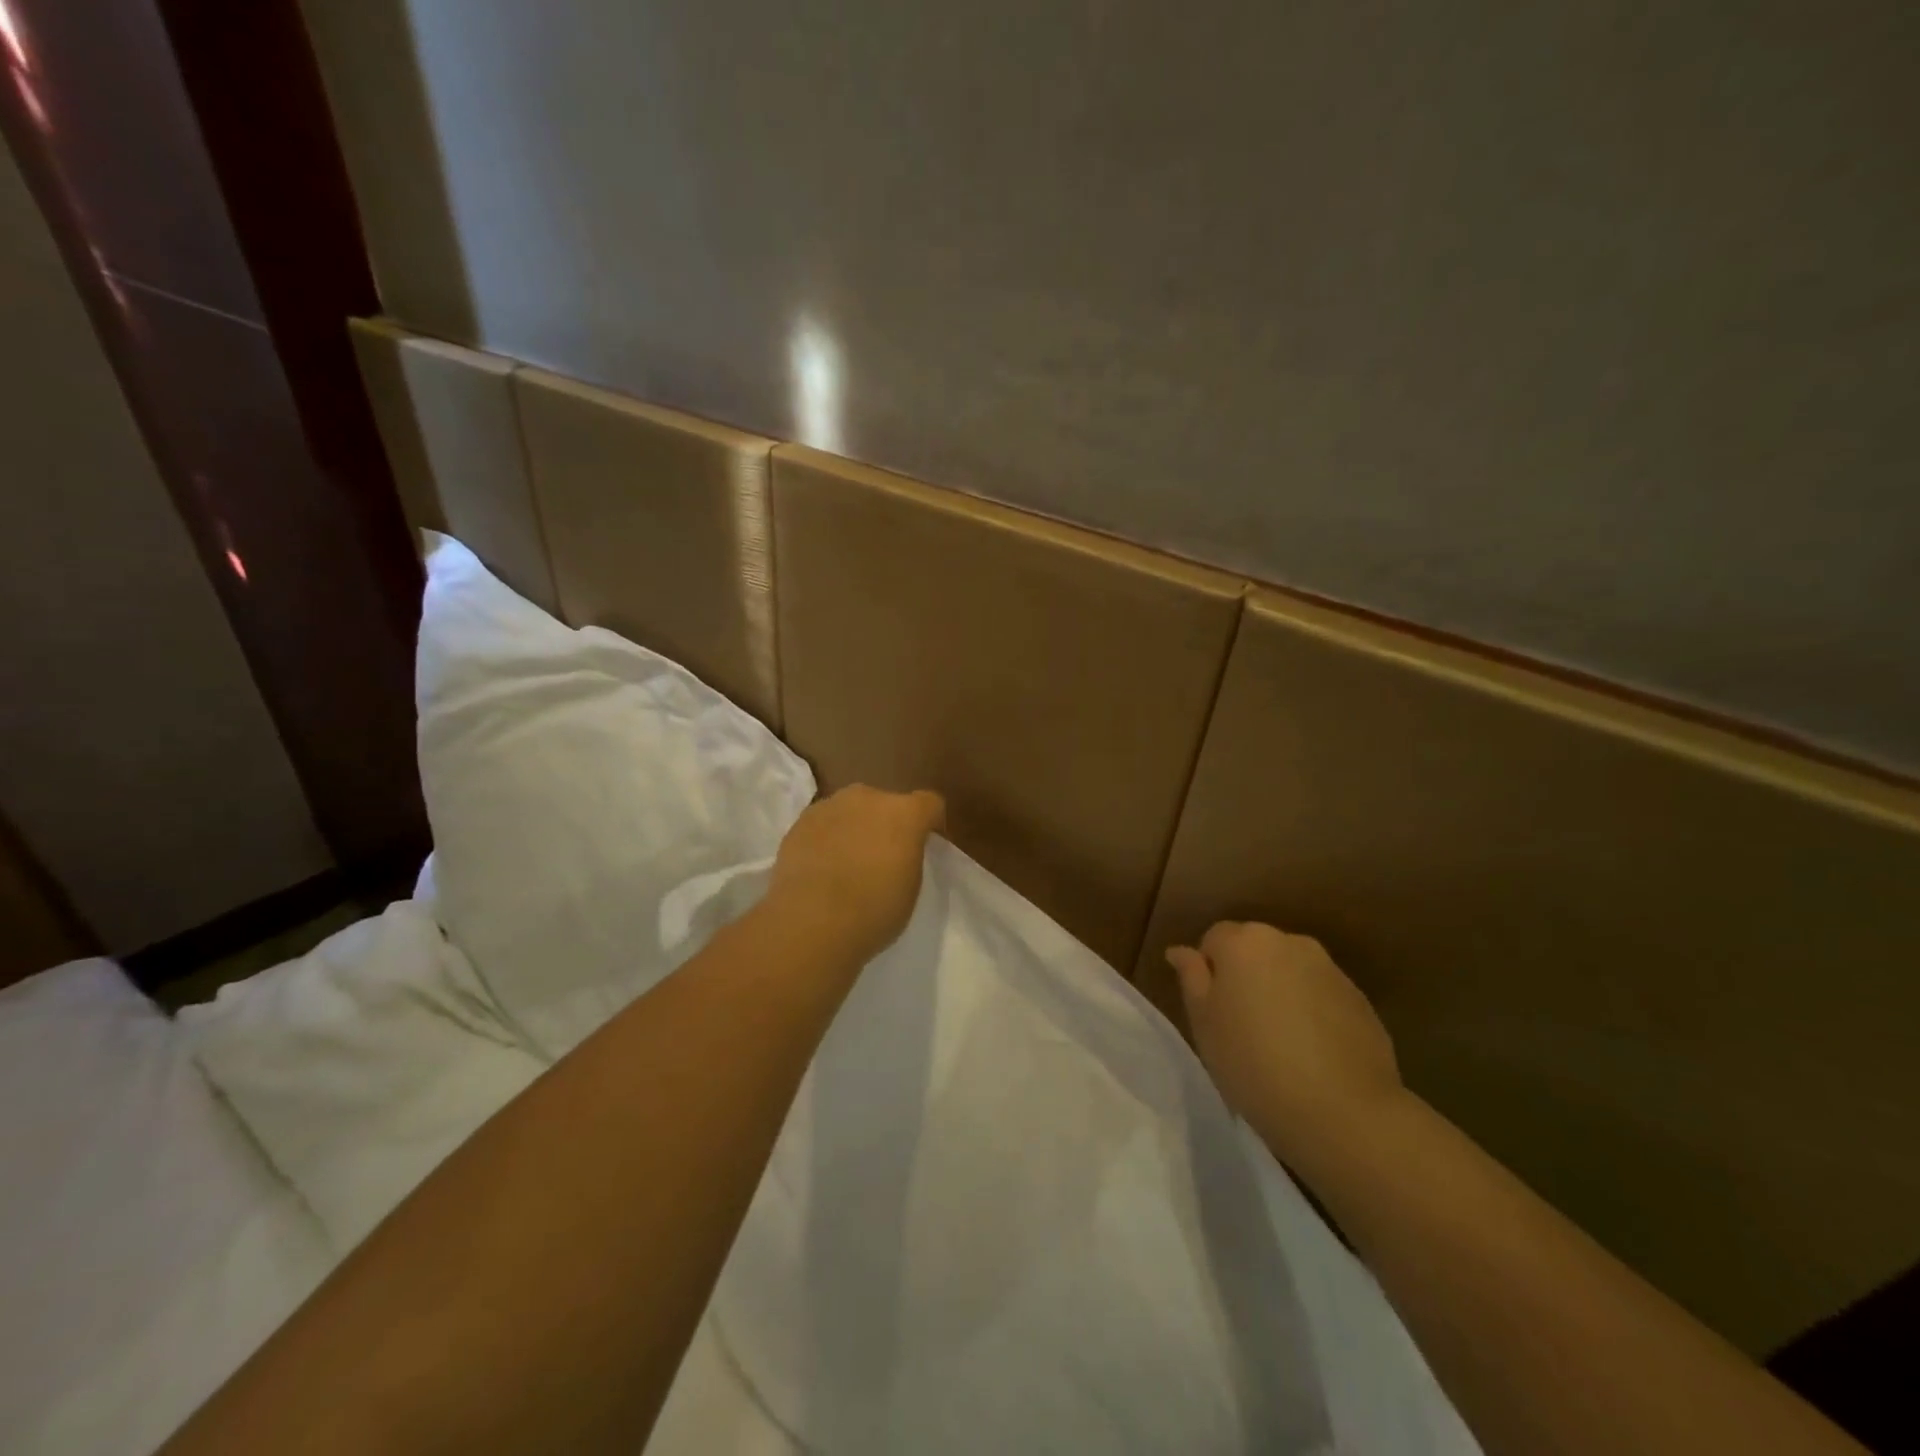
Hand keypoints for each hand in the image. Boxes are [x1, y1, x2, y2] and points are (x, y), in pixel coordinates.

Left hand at [765, 785, 945, 968]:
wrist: (811, 922)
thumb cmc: (874, 911)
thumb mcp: (910, 887)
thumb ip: (908, 857)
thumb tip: (897, 851)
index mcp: (904, 813)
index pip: (930, 803)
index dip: (930, 822)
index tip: (925, 846)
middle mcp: (868, 798)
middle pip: (885, 802)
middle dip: (887, 822)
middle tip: (882, 856)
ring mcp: (830, 806)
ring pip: (851, 810)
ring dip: (854, 827)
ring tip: (847, 862)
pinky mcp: (800, 822)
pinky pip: (823, 824)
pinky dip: (826, 838)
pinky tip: (820, 867)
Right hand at [1165, 922, 1404, 1161]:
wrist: (1344, 1113)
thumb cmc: (1254, 1064)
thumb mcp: (1204, 1023)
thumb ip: (1191, 977)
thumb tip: (1181, 951)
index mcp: (1245, 942)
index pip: (1214, 939)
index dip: (1208, 973)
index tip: (1212, 1012)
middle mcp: (1289, 942)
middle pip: (1255, 949)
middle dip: (1245, 977)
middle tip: (1241, 1026)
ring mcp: (1330, 969)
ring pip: (1289, 971)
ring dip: (1279, 992)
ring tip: (1279, 1042)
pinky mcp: (1361, 1000)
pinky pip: (1321, 995)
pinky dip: (1312, 1012)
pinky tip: (1312, 1053)